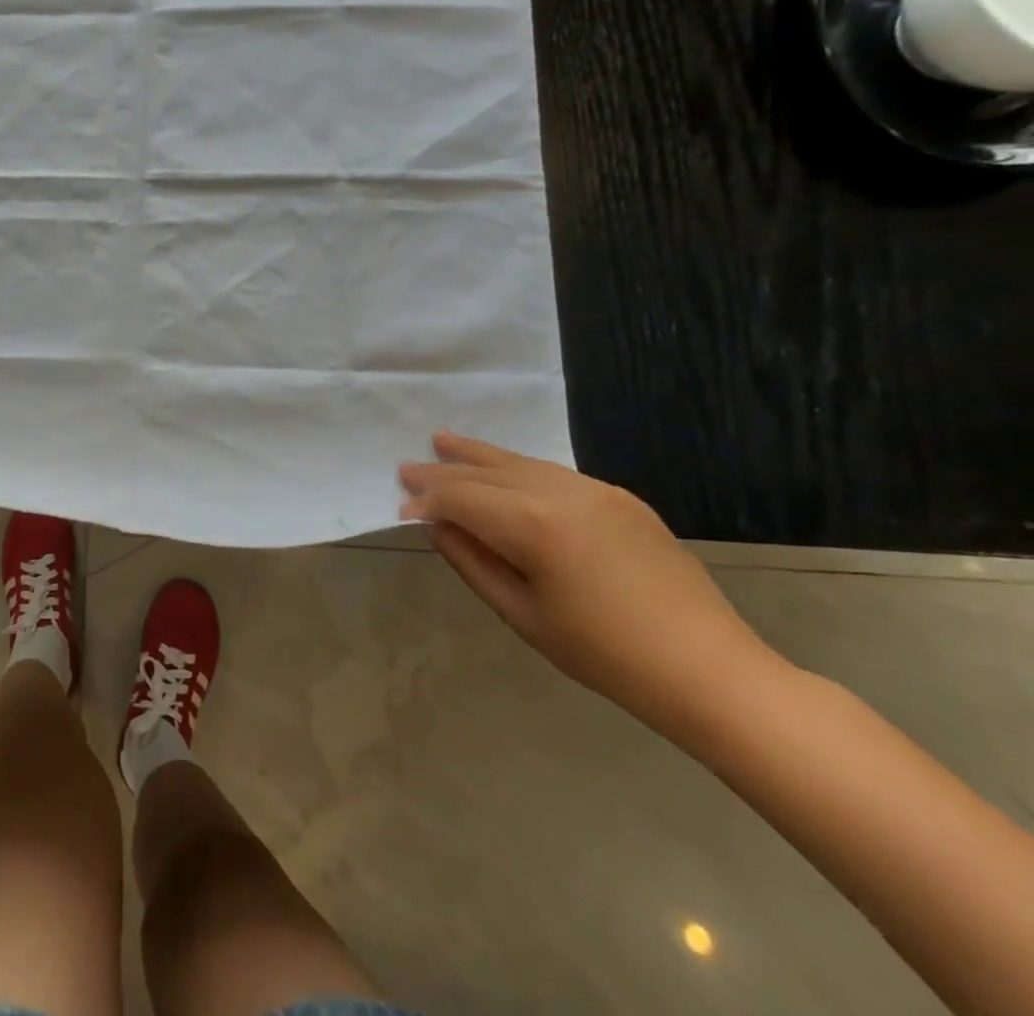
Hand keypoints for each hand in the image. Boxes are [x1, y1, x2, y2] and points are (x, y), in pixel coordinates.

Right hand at [399, 431, 776, 733]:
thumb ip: (472, 562)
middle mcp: (561, 493)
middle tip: (407, 466)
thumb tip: (438, 527)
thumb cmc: (605, 654)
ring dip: (479, 456)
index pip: (461, 499)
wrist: (710, 670)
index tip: (401, 510)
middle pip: (487, 472)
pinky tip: (504, 471)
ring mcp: (596, 491)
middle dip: (444, 470)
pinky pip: (554, 473)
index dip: (427, 503)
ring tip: (444, 441)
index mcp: (533, 525)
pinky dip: (519, 468)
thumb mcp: (522, 614)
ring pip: (521, 463)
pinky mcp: (621, 498)